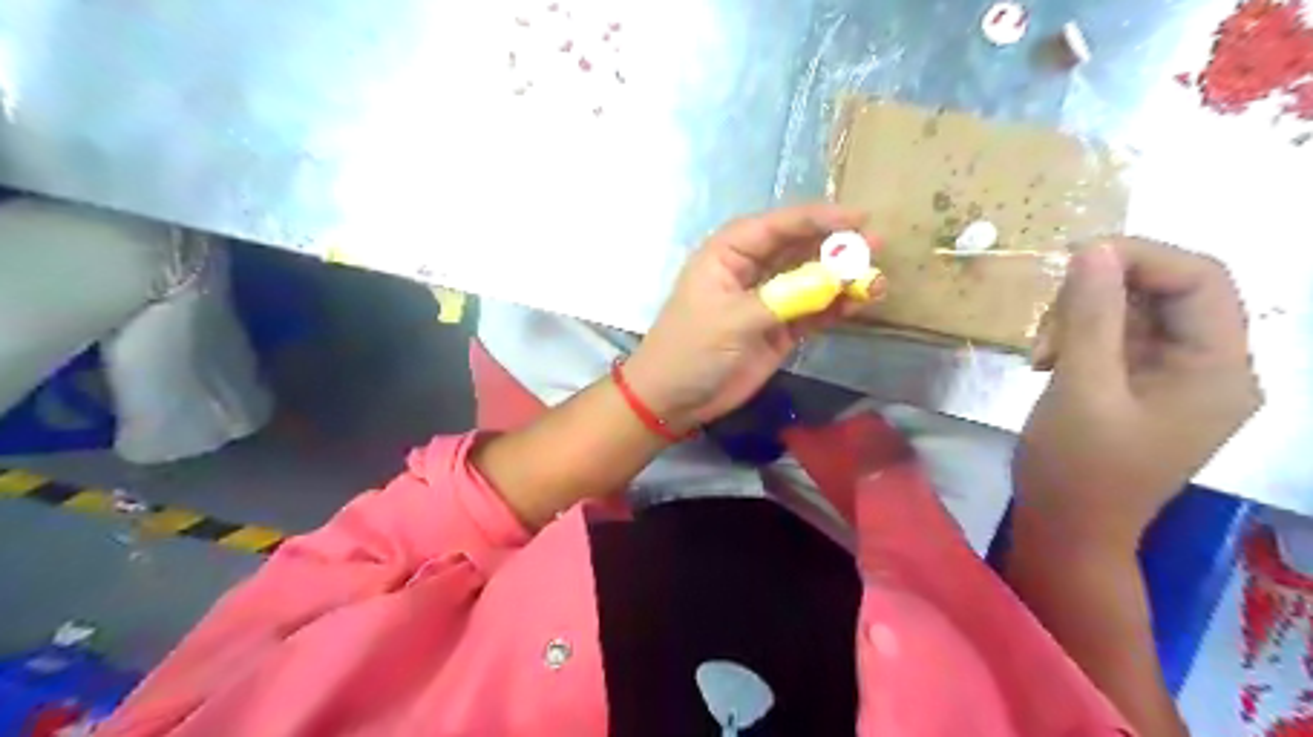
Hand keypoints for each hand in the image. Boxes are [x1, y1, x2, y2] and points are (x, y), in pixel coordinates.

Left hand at [625, 201, 881, 432]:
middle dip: (835, 247)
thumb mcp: (732, 320)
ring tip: (877, 278)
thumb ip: (784, 299)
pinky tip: (860, 303)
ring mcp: (767, 300)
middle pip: (798, 248)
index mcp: (727, 254)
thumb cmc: (691, 350)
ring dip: (841, 278)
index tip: (857, 217)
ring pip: (810, 280)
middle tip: (876, 245)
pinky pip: (812, 311)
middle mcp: (750, 270)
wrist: (673, 399)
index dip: (816, 218)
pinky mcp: (779, 329)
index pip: (775, 227)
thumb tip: (836, 280)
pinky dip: (835, 307)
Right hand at [1014, 238, 1261, 548]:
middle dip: (1100, 294)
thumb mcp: (1081, 388)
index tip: (1071, 262)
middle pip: (1168, 292)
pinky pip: (1117, 339)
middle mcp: (1211, 367)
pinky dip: (1079, 339)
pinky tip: (1047, 361)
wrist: (1067, 530)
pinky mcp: (1142, 387)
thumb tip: (1092, 250)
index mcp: (1218, 370)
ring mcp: (1175, 378)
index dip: (1139, 257)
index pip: (1201, 279)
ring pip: (1136, 313)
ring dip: (1081, 318)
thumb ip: (1090, 317)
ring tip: (1039, 352)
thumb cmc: (1078, 469)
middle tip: (1045, 321)